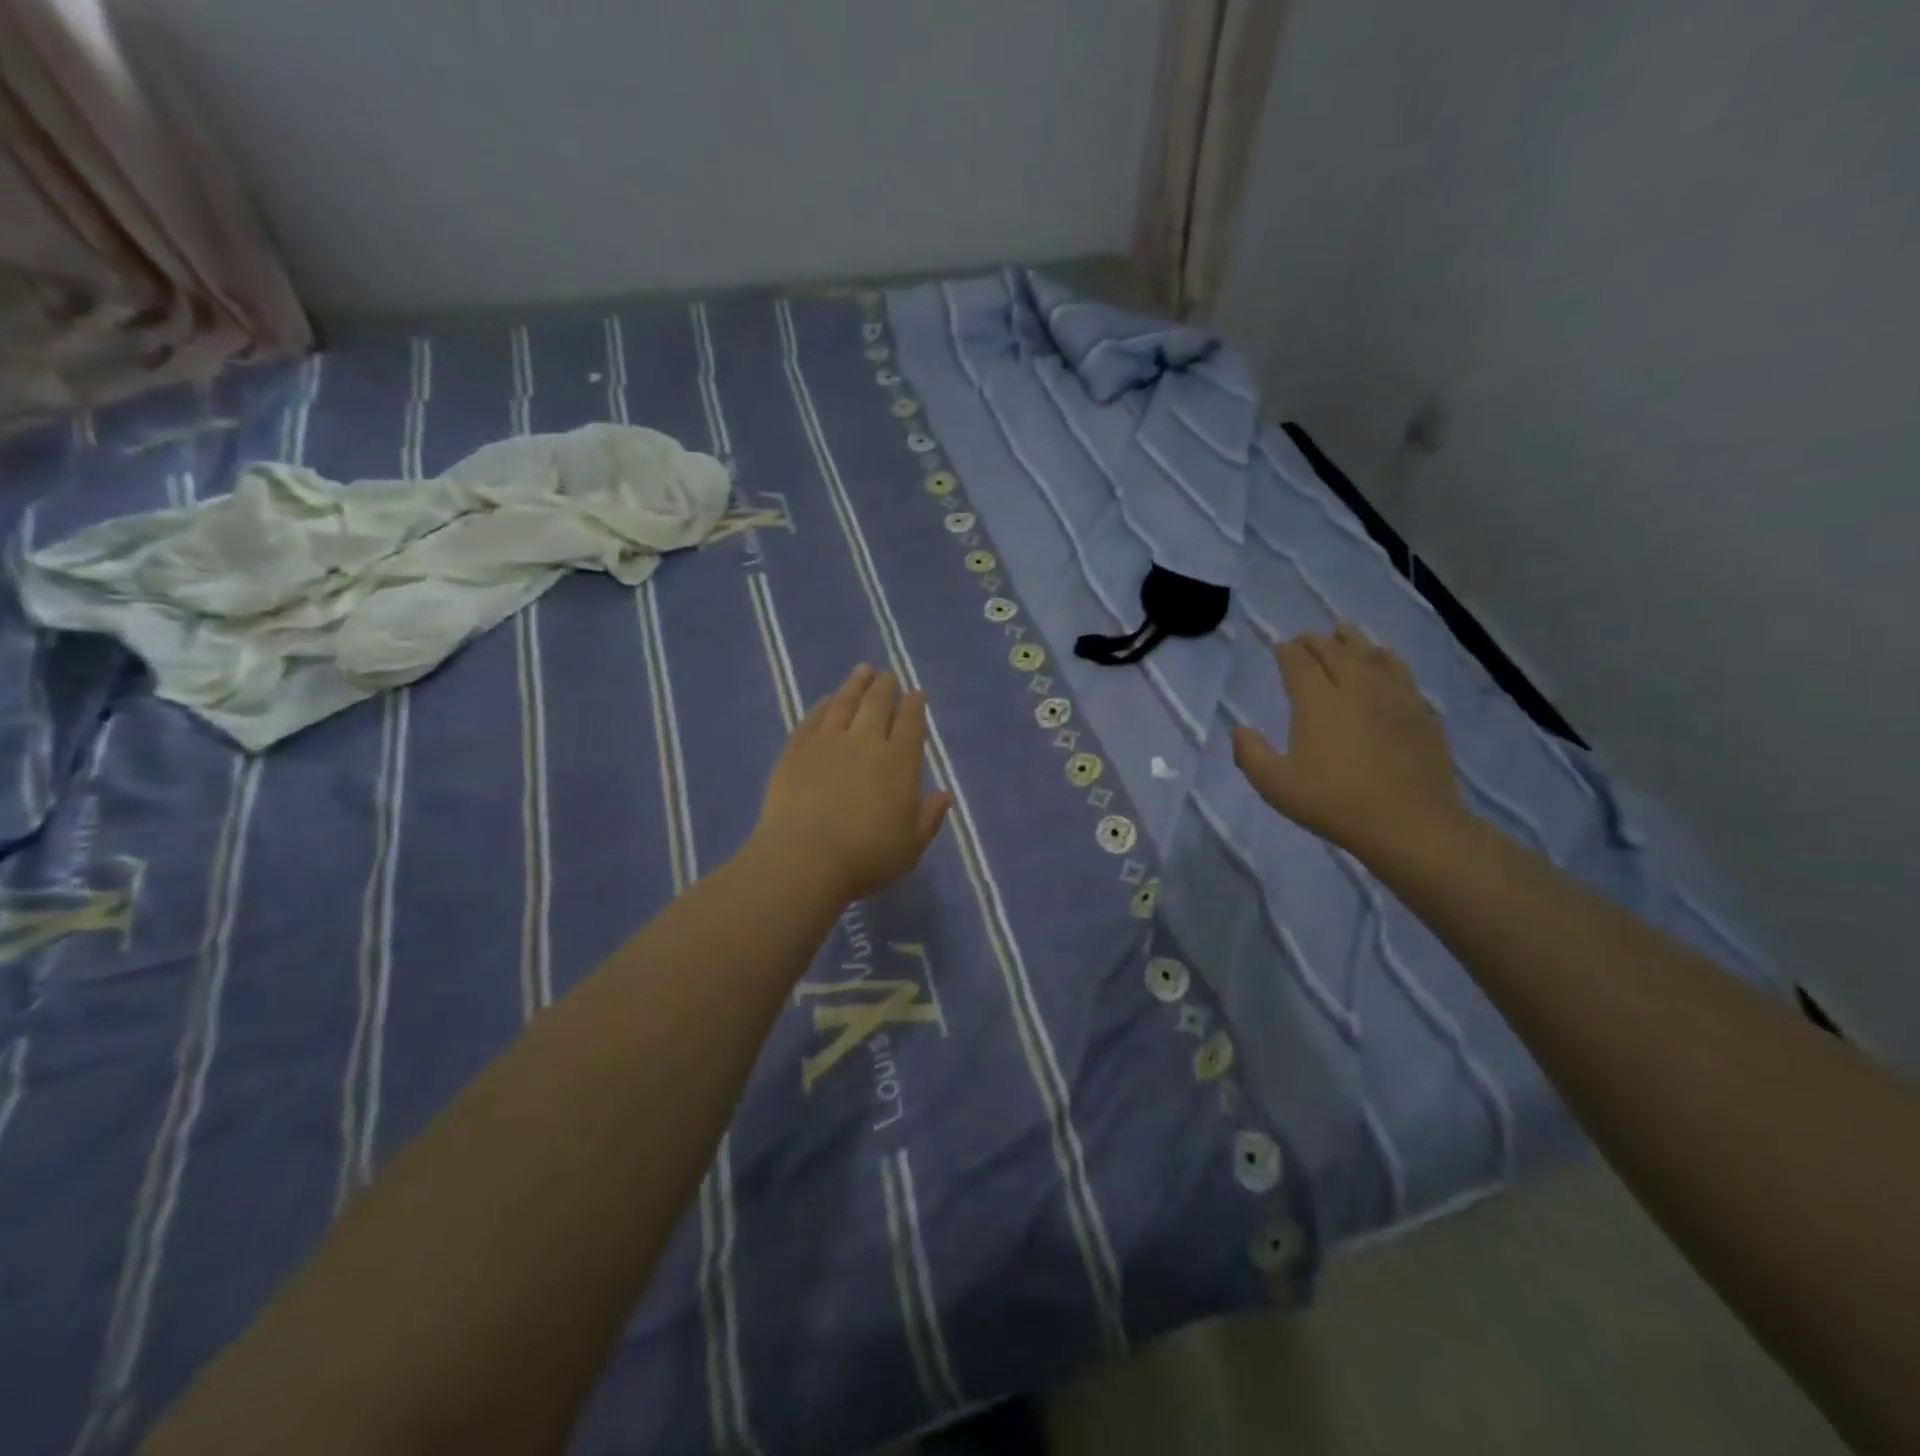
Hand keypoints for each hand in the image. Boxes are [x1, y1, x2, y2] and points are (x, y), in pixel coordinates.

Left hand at [748, 664, 952, 903]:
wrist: (804, 858)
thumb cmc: (866, 857)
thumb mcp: (911, 846)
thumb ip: (929, 817)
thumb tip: (943, 793)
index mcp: (898, 762)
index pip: (910, 724)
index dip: (914, 706)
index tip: (916, 693)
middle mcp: (865, 742)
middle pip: (877, 705)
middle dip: (885, 687)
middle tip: (887, 675)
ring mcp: (827, 742)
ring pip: (844, 702)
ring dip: (855, 684)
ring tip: (862, 670)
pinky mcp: (796, 750)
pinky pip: (813, 718)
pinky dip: (823, 705)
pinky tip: (827, 699)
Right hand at [1231, 623, 1467, 861]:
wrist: (1409, 823)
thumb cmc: (1334, 803)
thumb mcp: (1276, 786)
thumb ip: (1250, 754)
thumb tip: (1239, 729)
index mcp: (1317, 701)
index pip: (1298, 663)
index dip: (1286, 651)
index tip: (1279, 647)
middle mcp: (1355, 687)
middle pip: (1334, 650)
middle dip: (1315, 641)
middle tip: (1304, 639)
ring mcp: (1393, 696)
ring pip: (1370, 654)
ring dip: (1352, 640)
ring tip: (1343, 631)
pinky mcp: (1420, 711)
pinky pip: (1400, 670)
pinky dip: (1385, 658)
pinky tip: (1384, 660)